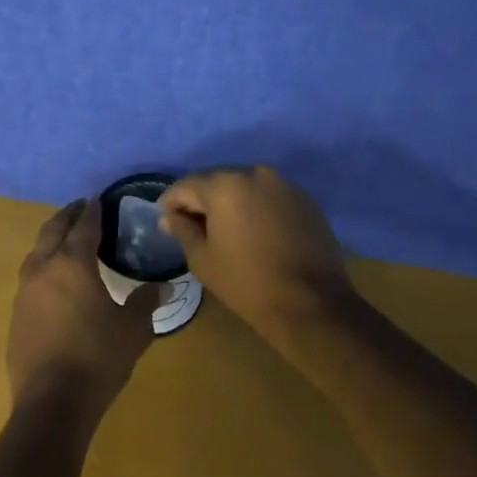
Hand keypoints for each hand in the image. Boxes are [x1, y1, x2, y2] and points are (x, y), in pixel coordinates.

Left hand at [7, 198, 159, 429]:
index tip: (99, 199)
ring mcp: (24, 292)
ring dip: (51, 239)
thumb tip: (164, 286)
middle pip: (53, 230)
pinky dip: (43, 266)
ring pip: (36, 252)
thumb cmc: (97, 358)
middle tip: (81, 207)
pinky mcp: (15, 315)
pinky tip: (54, 280)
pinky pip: (30, 278)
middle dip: (67, 216)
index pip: (84, 226)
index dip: (93, 211)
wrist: (51, 402)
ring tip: (66, 239)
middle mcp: (44, 268)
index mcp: (73, 263)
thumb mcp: (133, 329)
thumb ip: (146, 302)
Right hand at [157, 165, 356, 331]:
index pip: (187, 185)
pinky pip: (269, 196)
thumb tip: (169, 217)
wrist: (311, 303)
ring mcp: (284, 184)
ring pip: (245, 186)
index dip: (171, 201)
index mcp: (224, 185)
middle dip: (201, 199)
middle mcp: (255, 173)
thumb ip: (183, 230)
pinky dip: (256, 207)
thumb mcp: (203, 259)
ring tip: (223, 228)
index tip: (165, 218)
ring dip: (230, 202)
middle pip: (217, 181)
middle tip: (191, 224)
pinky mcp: (304, 199)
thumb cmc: (247, 283)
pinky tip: (253, 230)